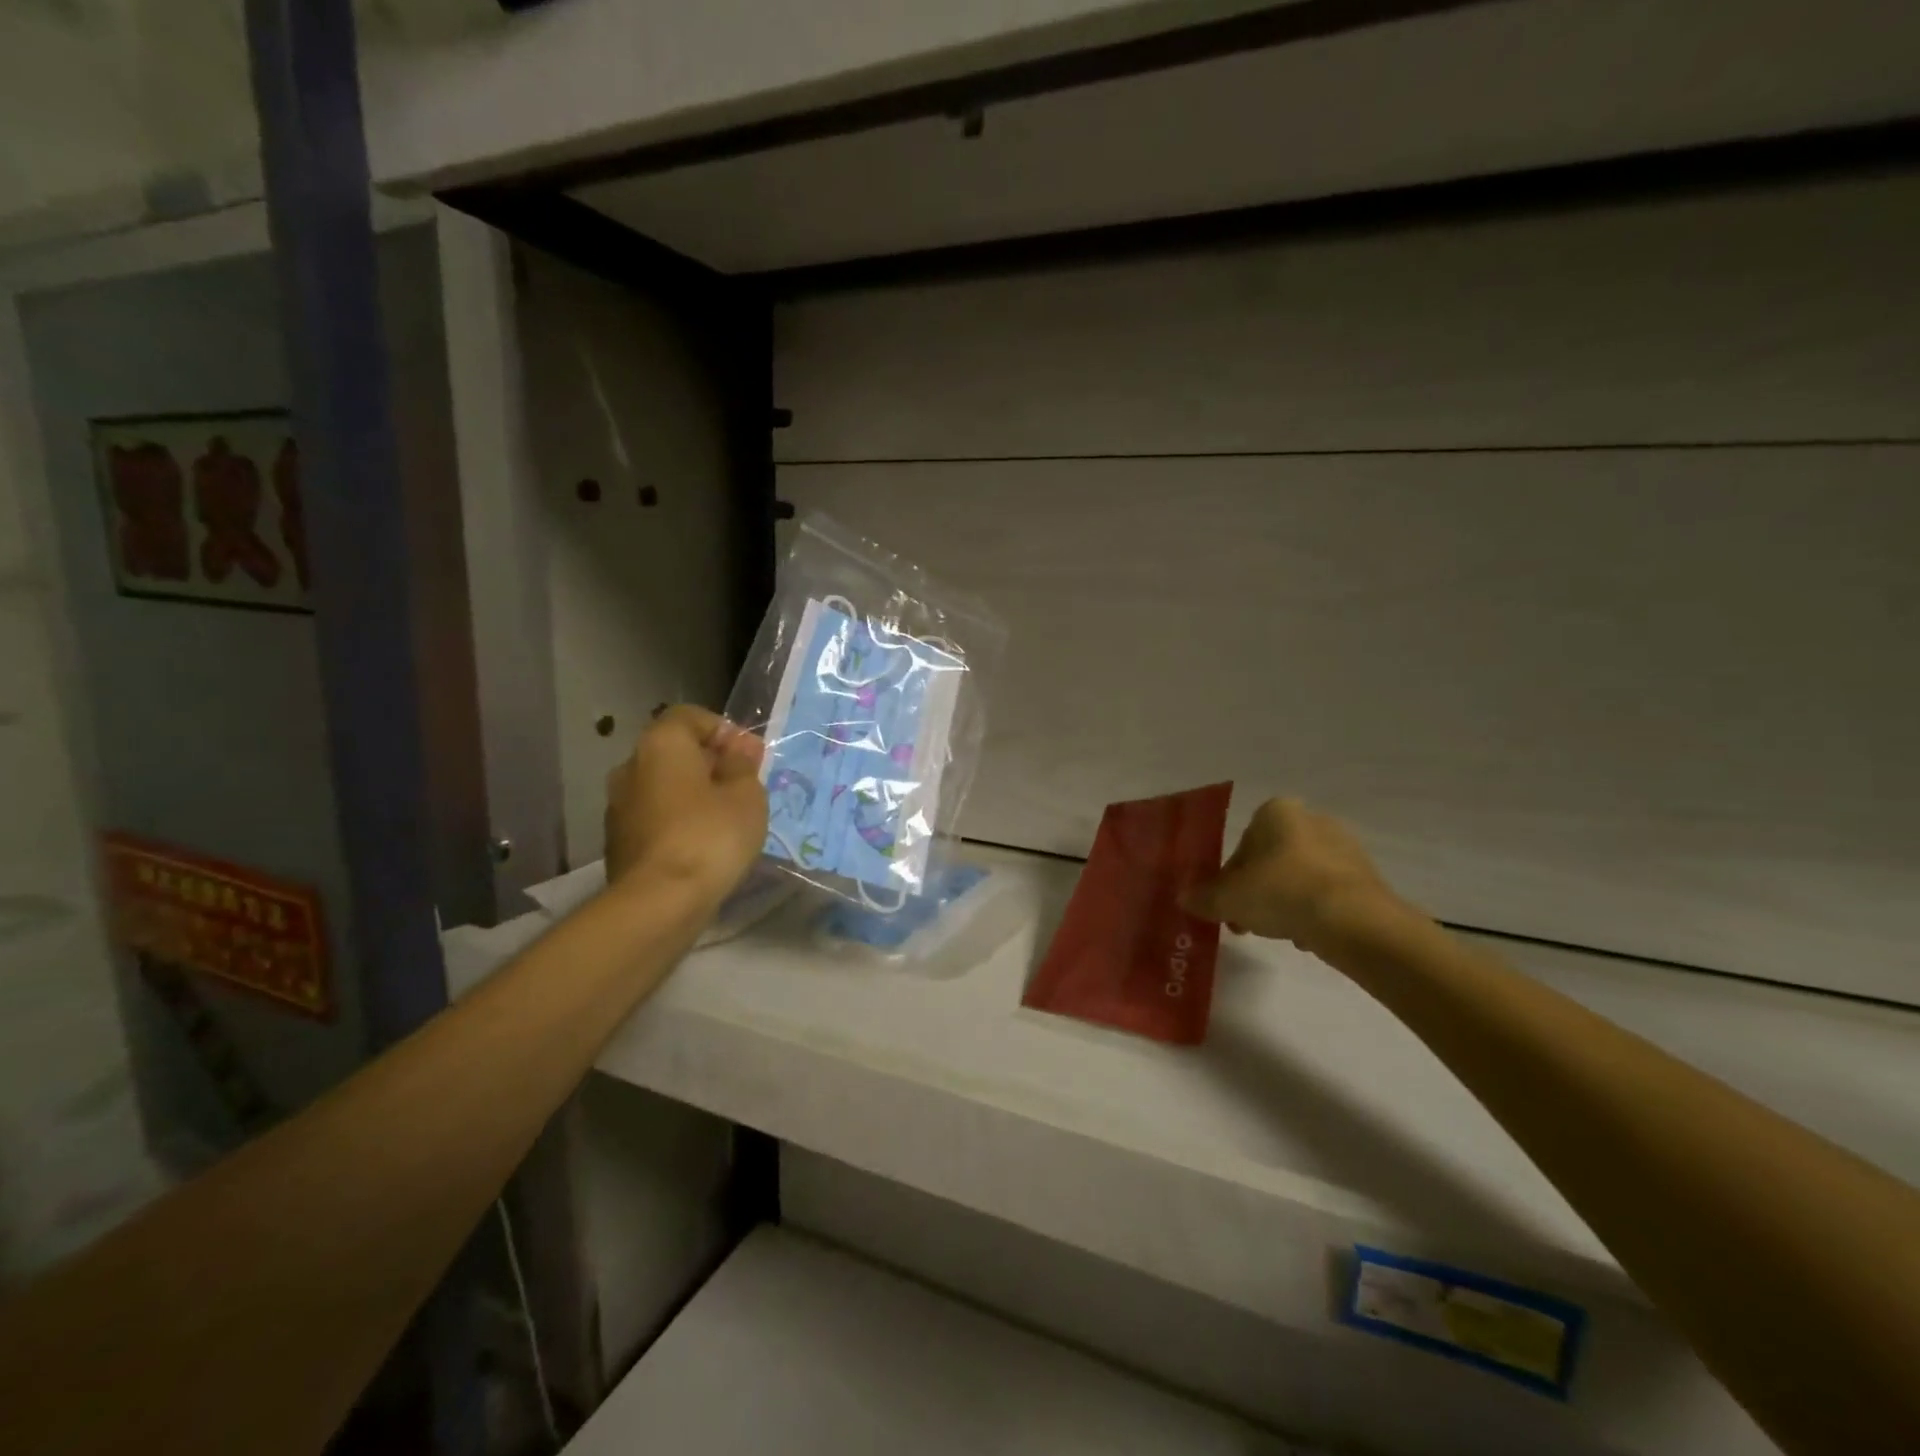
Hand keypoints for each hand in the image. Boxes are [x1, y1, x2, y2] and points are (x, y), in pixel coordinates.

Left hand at [604, 706, 767, 902]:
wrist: (658, 902)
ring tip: (726, 818)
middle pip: (674, 751)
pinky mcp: (618, 842)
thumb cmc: (710, 836)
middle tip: (743, 786)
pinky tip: (703, 844)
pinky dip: (678, 820)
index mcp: (661, 744)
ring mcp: (619, 806)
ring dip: (693, 793)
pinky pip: (655, 816)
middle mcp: (631, 766)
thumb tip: (740, 748)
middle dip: (710, 763)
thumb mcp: (746, 795)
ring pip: (664, 786)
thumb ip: (743, 765)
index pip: (689, 716)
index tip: (748, 755)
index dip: (722, 729)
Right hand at [1181, 798, 1399, 954]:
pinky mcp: (1367, 877)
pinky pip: (1328, 893)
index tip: (1228, 903)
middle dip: (1258, 890)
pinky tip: (1309, 936)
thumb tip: (1184, 899)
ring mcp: (1345, 847)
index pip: (1243, 842)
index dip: (1230, 876)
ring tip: (1280, 933)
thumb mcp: (1228, 899)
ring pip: (1300, 877)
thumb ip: (1203, 897)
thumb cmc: (1282, 892)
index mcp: (1276, 811)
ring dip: (1285, 902)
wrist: (1353, 921)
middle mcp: (1312, 819)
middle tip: (1248, 921)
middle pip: (1272, 859)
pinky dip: (1315, 911)